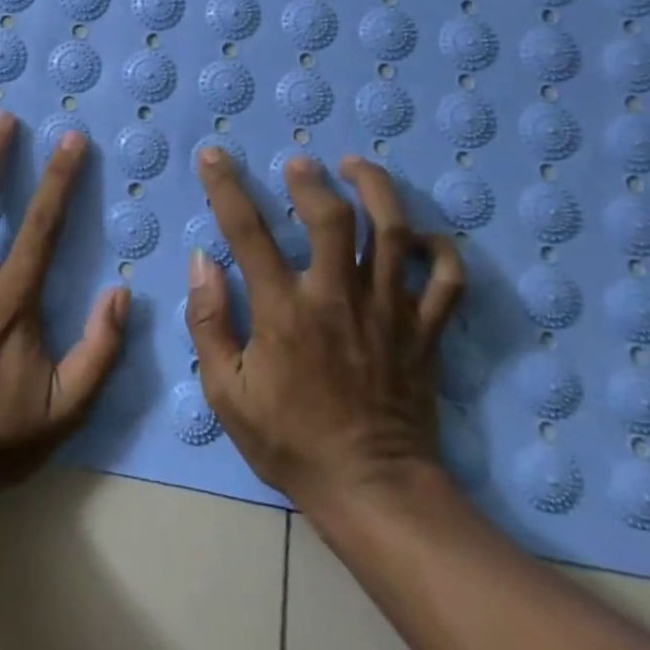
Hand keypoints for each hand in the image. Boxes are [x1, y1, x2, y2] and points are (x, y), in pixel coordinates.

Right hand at [184, 149, 465, 513]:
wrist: (374, 493)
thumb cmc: (292, 442)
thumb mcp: (226, 393)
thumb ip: (209, 322)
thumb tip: (202, 261)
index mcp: (285, 311)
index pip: (247, 231)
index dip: (226, 186)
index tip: (215, 155)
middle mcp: (338, 298)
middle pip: (333, 218)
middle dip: (312, 179)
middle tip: (300, 163)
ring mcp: (389, 312)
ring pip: (394, 233)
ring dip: (377, 190)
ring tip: (357, 166)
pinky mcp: (424, 331)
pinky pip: (446, 281)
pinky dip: (441, 250)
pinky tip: (421, 235)